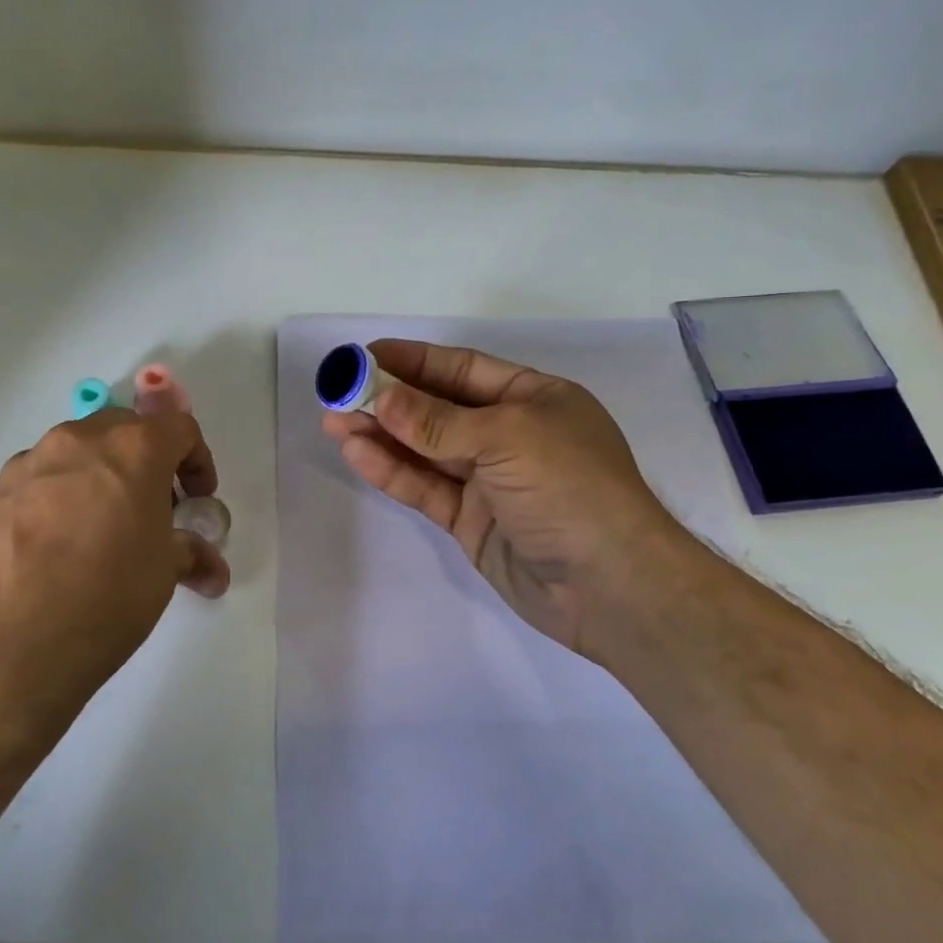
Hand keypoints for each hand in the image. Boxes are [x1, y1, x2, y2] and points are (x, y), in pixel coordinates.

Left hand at [0, 409, 228, 736]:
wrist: (6, 640)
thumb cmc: (107, 594)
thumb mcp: (163, 574)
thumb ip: (189, 555)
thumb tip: (210, 571)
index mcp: (134, 448)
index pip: (179, 429)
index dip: (197, 461)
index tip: (197, 499)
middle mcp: (80, 440)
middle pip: (125, 431)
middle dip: (147, 463)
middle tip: (154, 510)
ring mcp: (31, 463)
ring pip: (79, 453)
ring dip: (101, 478)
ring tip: (104, 531)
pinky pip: (41, 481)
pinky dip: (61, 499)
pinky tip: (59, 548)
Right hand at [323, 340, 687, 657]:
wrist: (610, 586)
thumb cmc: (571, 488)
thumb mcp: (508, 438)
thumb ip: (439, 421)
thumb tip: (381, 398)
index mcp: (534, 399)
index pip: (463, 370)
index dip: (414, 361)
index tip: (364, 356)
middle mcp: (509, 434)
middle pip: (438, 408)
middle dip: (388, 399)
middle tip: (337, 392)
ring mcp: (488, 480)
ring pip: (425, 450)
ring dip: (381, 434)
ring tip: (332, 420)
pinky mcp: (470, 520)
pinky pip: (425, 487)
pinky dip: (392, 470)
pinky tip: (356, 453)